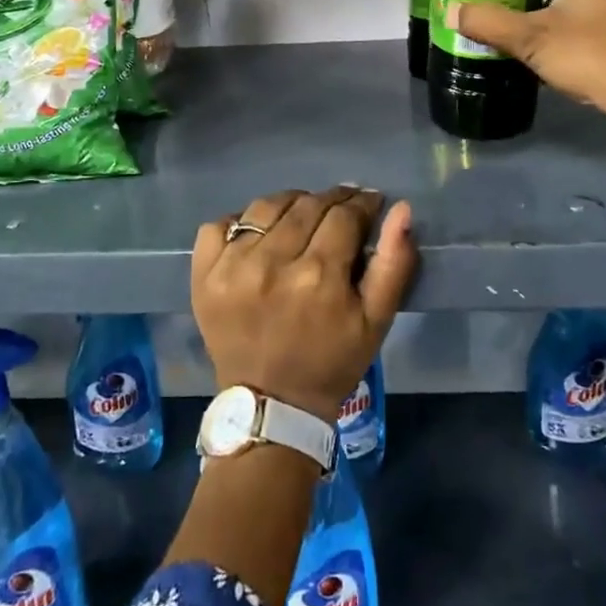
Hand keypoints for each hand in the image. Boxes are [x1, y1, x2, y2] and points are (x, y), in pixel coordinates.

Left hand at [191, 187, 416, 424]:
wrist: (272, 405)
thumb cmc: (331, 361)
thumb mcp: (377, 320)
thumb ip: (394, 262)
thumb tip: (401, 209)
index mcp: (319, 275)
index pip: (344, 214)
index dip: (362, 204)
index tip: (369, 204)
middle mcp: (272, 263)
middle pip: (307, 205)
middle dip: (331, 200)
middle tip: (341, 209)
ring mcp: (232, 267)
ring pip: (266, 207)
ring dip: (290, 204)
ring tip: (302, 216)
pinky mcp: (204, 275)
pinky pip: (220, 224)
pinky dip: (240, 222)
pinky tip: (258, 236)